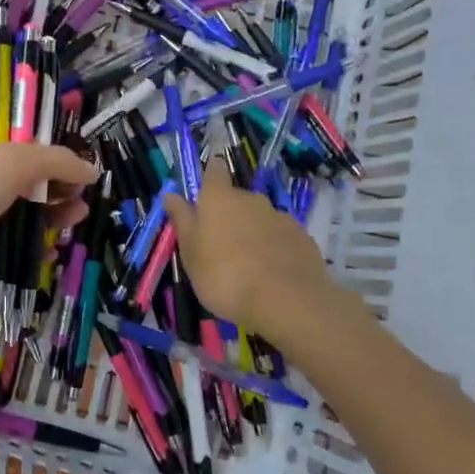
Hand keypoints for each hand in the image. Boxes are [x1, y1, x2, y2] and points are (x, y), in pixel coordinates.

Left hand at [0, 143, 96, 330]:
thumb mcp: (9, 163)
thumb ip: (53, 160)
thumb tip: (90, 169)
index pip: (11, 148)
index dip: (45, 156)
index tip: (74, 171)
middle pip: (16, 184)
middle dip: (52, 189)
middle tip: (80, 202)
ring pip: (11, 219)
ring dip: (45, 219)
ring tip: (74, 223)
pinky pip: (2, 251)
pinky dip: (27, 250)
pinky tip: (49, 252)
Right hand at [164, 158, 359, 350]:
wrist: (287, 302)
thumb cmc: (225, 276)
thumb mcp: (191, 253)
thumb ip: (182, 220)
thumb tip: (171, 194)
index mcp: (219, 198)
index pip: (214, 170)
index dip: (210, 177)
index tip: (205, 194)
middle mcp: (251, 199)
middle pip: (237, 198)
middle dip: (229, 215)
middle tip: (221, 246)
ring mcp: (280, 216)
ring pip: (260, 218)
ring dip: (253, 232)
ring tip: (249, 265)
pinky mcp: (303, 237)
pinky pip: (281, 236)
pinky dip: (275, 248)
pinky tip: (272, 273)